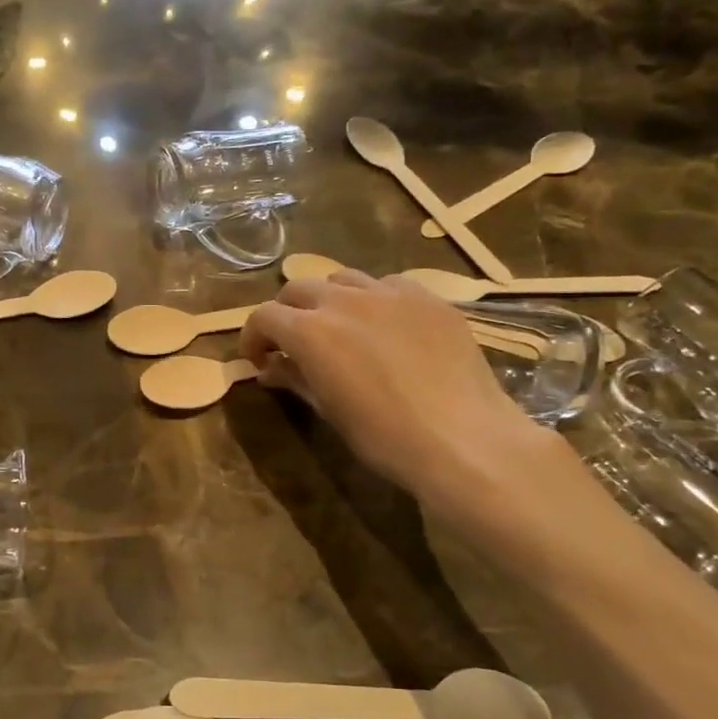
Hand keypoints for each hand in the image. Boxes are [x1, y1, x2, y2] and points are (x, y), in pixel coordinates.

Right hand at [239, 269, 556, 507]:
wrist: (464, 439)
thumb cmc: (384, 436)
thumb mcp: (329, 410)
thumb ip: (295, 379)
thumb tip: (270, 369)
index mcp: (311, 331)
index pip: (264, 316)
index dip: (253, 337)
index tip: (258, 360)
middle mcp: (344, 300)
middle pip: (299, 288)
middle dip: (287, 313)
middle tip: (293, 343)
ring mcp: (390, 293)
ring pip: (342, 279)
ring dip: (329, 300)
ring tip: (340, 328)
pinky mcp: (428, 298)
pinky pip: (388, 285)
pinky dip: (373, 300)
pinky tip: (386, 328)